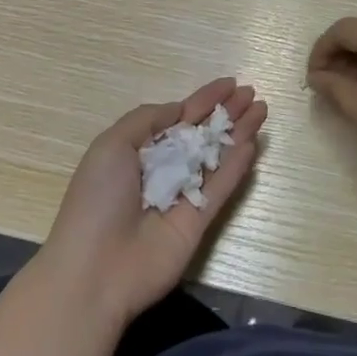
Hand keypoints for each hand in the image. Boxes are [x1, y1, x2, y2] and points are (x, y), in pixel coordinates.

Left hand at [38, 77, 267, 328]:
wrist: (94, 271)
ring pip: (217, 156)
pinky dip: (236, 166)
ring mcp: (183, 195)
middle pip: (202, 134)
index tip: (230, 84)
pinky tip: (252, 144)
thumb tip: (179, 110)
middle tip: (252, 94)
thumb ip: (148, 120)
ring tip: (262, 109)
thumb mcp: (112, 145)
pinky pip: (221, 187)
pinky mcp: (198, 222)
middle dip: (226, 112)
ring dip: (239, 133)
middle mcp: (163, 169)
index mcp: (138, 150)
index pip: (178, 117)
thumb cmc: (97, 200)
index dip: (204, 99)